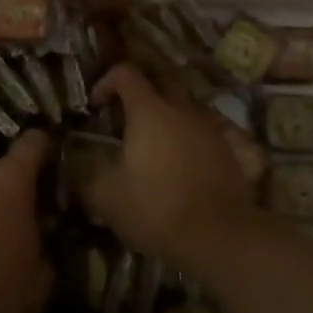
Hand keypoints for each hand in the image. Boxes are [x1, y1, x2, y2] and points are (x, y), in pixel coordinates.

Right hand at [86, 64, 255, 268]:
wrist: (218, 238)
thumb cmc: (156, 209)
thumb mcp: (107, 197)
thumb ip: (87, 176)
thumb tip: (75, 167)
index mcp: (149, 110)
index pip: (125, 73)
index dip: (106, 82)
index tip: (96, 106)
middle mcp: (183, 109)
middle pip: (162, 82)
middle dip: (143, 92)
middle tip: (128, 117)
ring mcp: (214, 128)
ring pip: (192, 106)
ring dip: (174, 114)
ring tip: (162, 140)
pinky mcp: (237, 152)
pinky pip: (222, 131)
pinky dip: (207, 135)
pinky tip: (201, 151)